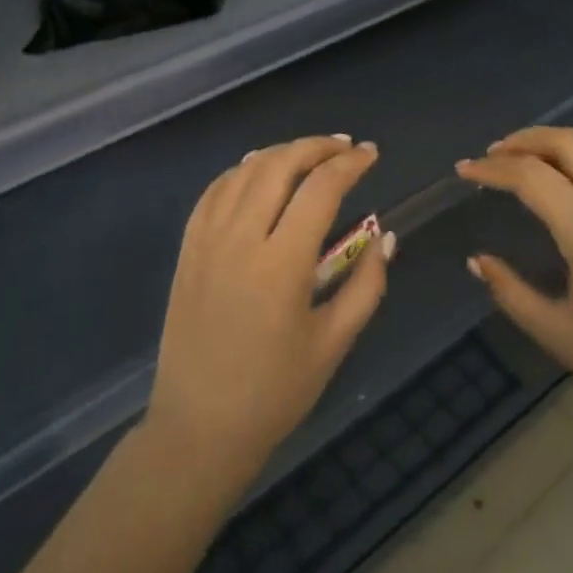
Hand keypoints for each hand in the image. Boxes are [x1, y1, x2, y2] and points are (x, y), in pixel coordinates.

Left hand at [148, 135, 392, 490]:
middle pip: (279, 165)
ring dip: (280, 153)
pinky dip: (241, 172)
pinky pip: (214, 191)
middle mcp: (240, 238)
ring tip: (310, 155)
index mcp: (282, 264)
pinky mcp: (187, 249)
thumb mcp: (334, 343)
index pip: (320, 189)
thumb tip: (385, 235)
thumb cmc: (275, 392)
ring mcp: (207, 240)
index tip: (372, 155)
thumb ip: (367, 284)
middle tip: (345, 147)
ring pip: (244, 171)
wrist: (199, 426)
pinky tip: (259, 172)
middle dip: (317, 147)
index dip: (349, 164)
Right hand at [456, 127, 572, 439]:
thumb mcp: (558, 333)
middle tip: (492, 156)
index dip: (492, 170)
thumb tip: (477, 261)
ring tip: (529, 158)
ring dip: (558, 142)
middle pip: (568, 143)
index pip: (532, 177)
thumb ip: (511, 292)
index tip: (463, 172)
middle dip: (524, 140)